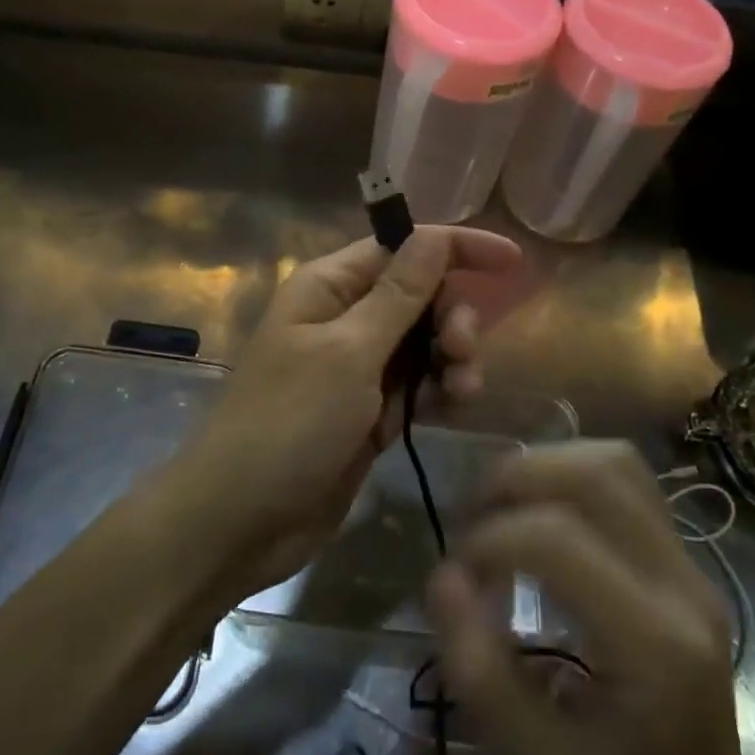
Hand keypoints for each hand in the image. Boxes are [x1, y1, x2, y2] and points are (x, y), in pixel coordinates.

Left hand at [173, 226, 521, 599]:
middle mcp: (344, 316)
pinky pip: (417, 384)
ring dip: (452, 358)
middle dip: (452, 315)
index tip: (511, 260)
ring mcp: (356, 366)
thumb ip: (398, 294)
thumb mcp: (349, 352)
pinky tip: (450, 408)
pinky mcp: (368, 410)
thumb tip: (434, 234)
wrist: (242, 519)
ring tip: (461, 391)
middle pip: (419, 295)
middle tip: (463, 350)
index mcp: (329, 286)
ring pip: (424, 342)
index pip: (402, 247)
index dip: (456, 247)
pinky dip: (438, 391)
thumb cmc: (290, 422)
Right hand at [428, 442, 754, 754]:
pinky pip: (626, 479)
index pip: (559, 540)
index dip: (489, 540)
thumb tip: (442, 575)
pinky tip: (540, 509)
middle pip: (595, 476)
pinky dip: (570, 473)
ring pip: (614, 462)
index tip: (456, 576)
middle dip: (515, 480)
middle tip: (472, 519)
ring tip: (503, 505)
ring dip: (545, 466)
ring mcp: (693, 566)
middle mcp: (684, 587)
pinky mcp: (685, 559)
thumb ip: (479, 673)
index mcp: (655, 647)